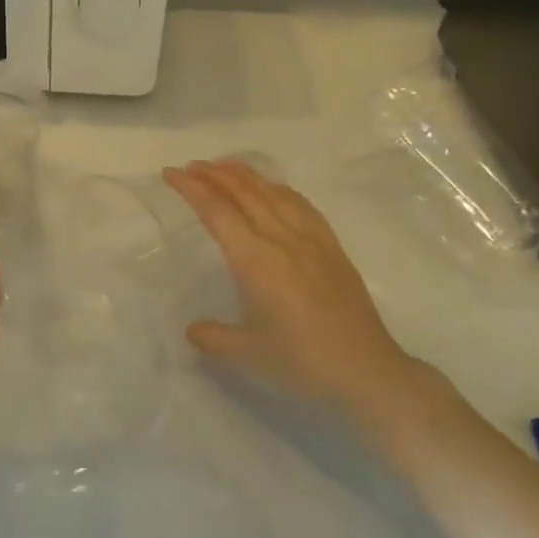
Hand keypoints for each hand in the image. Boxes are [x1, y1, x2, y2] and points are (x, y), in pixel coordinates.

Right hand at [165, 160, 420, 408]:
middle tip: (190, 166)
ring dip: (244, 175)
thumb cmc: (302, 362)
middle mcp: (282, 240)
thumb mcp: (246, 354)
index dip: (192, 188)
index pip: (217, 212)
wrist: (367, 371)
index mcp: (256, 261)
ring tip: (224, 168)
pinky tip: (273, 190)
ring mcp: (311, 240)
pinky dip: (278, 189)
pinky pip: (301, 205)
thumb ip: (213, 337)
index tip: (171, 174)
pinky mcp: (332, 248)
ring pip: (273, 192)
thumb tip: (193, 330)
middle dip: (214, 174)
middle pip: (244, 192)